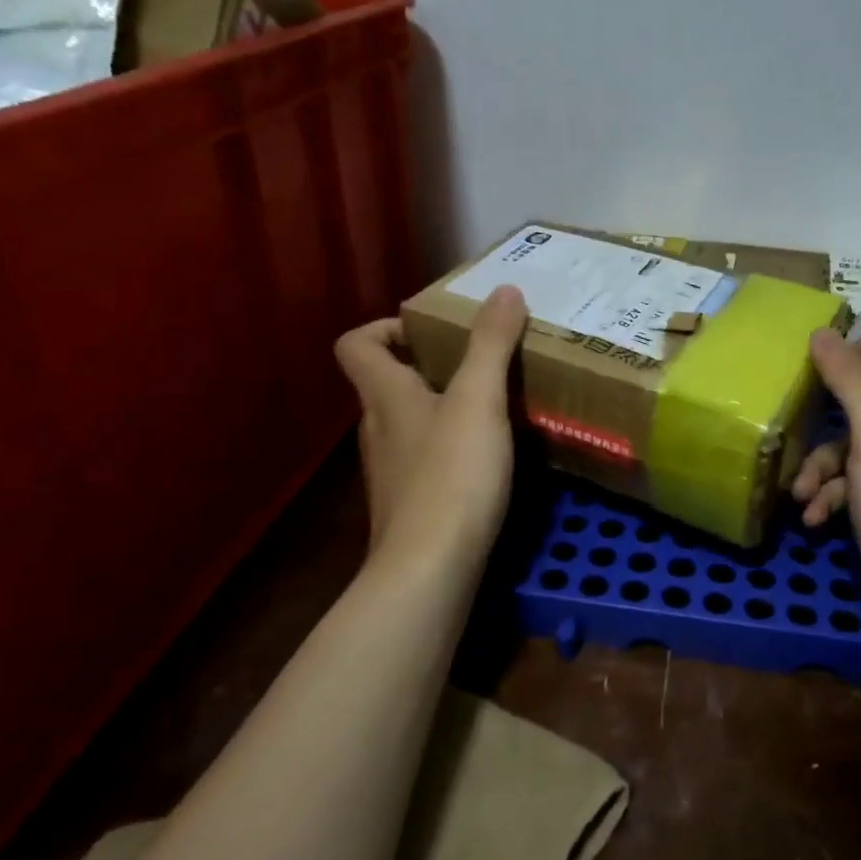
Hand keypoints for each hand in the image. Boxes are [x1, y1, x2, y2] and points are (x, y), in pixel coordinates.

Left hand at [334, 286, 527, 570]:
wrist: (431, 570)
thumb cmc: (451, 475)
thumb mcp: (479, 400)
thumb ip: (491, 344)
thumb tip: (504, 289)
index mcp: (385, 396)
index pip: (356, 345)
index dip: (385, 328)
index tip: (431, 330)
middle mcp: (379, 429)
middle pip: (387, 383)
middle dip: (429, 365)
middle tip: (480, 361)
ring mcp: (392, 471)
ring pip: (410, 423)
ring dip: (444, 407)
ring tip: (494, 405)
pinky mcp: (412, 505)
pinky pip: (427, 459)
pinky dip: (452, 448)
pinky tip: (490, 457)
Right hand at [794, 328, 860, 620]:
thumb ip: (852, 381)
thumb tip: (822, 332)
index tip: (839, 360)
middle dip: (831, 411)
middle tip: (801, 414)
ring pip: (853, 446)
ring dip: (820, 465)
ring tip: (799, 493)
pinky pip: (852, 485)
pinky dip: (830, 496)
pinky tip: (813, 518)